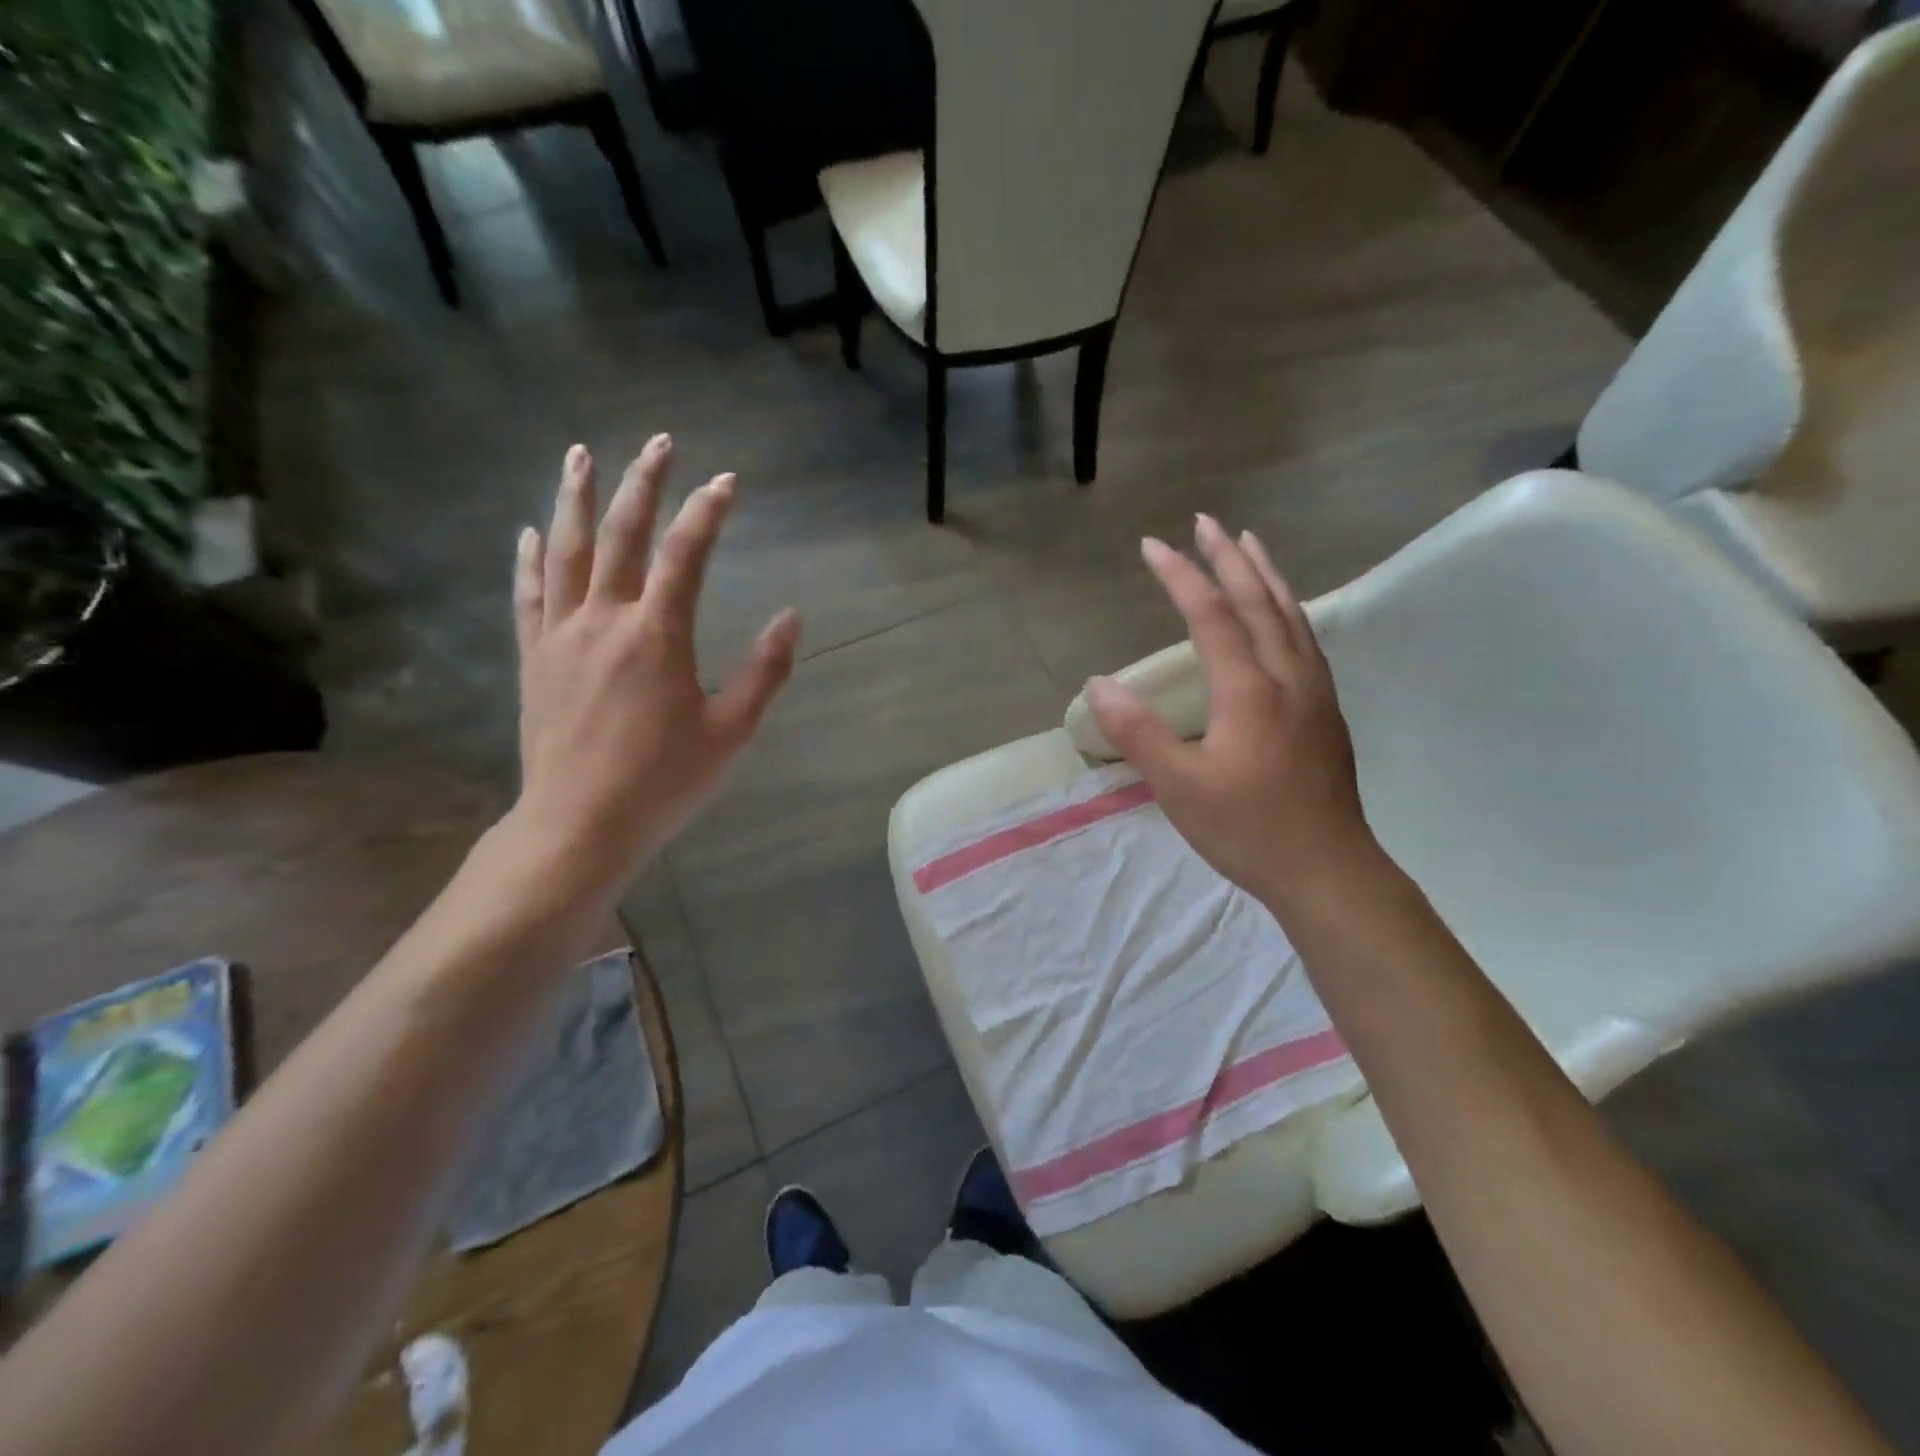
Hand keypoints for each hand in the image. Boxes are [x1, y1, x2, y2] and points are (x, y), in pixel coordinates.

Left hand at [508, 436, 799, 899]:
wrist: (579, 824)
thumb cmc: (663, 782)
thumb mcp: (732, 731)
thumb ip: (764, 671)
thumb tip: (791, 617)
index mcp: (657, 634)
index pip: (686, 554)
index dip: (708, 512)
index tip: (728, 481)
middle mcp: (604, 619)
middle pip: (621, 534)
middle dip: (643, 483)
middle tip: (660, 442)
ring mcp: (561, 635)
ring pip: (565, 550)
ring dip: (574, 497)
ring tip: (581, 454)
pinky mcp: (534, 658)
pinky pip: (528, 594)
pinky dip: (529, 557)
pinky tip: (530, 530)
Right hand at [1085, 515, 1373, 908]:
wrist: (1328, 870)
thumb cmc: (1248, 829)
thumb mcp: (1179, 787)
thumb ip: (1139, 733)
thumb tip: (1099, 684)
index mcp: (1250, 691)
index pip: (1212, 616)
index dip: (1181, 576)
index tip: (1152, 545)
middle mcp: (1287, 678)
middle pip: (1260, 602)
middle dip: (1229, 558)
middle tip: (1206, 521)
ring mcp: (1314, 693)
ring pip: (1292, 615)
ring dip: (1266, 575)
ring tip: (1249, 544)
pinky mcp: (1326, 712)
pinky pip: (1306, 639)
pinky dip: (1288, 608)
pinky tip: (1284, 613)